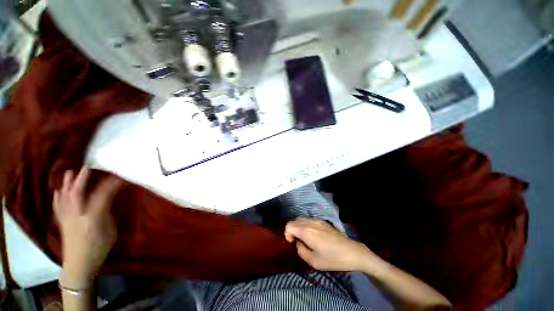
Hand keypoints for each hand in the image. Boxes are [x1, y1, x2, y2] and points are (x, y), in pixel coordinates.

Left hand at [53, 167, 122, 287]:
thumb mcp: (110, 231)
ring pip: (64, 196)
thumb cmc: (99, 249)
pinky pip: (58, 204)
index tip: (121, 177)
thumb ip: (108, 214)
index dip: (112, 184)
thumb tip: (109, 201)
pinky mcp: (61, 221)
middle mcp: (77, 215)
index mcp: (93, 218)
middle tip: (88, 167)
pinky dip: (58, 195)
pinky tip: (58, 189)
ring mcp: (66, 218)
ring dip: (67, 183)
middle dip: (82, 178)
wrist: (78, 265)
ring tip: (70, 172)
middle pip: (77, 192)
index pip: (103, 195)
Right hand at [285, 218, 375, 271]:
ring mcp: (316, 220)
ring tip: (303, 238)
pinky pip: (308, 219)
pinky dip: (304, 225)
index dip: (287, 234)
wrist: (351, 251)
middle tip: (296, 241)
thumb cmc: (333, 258)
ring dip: (298, 227)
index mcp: (306, 231)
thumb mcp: (314, 262)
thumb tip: (298, 243)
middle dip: (291, 230)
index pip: (289, 225)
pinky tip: (311, 234)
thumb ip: (301, 251)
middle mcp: (310, 222)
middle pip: (294, 220)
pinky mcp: (322, 221)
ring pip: (301, 218)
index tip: (292, 243)